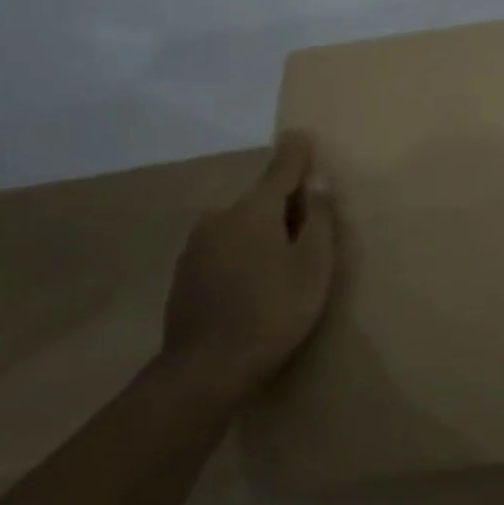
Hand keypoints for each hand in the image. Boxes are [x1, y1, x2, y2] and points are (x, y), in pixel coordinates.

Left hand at [161, 131, 337, 404]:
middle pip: (260, 200)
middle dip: (283, 207)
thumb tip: (315, 187)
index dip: (296, 153)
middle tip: (306, 238)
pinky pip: (223, 248)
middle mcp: (220, 216)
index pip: (281, 168)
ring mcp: (197, 244)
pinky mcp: (185, 271)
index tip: (301, 135)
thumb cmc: (272, 312)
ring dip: (260, 234)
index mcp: (254, 209)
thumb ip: (319, 221)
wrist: (206, 368)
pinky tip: (251, 286)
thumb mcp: (314, 267)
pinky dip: (241, 255)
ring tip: (280, 269)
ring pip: (240, 225)